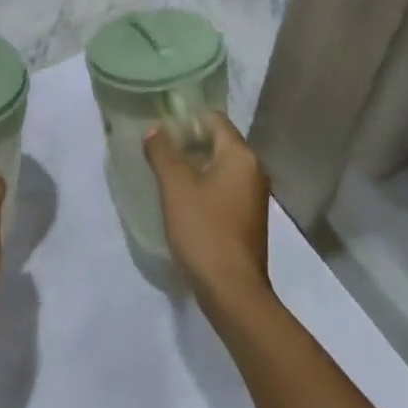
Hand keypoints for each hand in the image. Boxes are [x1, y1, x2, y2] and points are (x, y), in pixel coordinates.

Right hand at [145, 112, 270, 309]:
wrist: (232, 291)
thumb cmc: (204, 230)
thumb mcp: (175, 186)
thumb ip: (162, 152)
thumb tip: (155, 130)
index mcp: (241, 156)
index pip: (213, 118)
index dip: (186, 116)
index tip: (159, 121)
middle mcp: (253, 170)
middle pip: (217, 140)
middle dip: (186, 140)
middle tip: (155, 145)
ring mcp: (252, 196)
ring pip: (219, 165)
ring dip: (192, 163)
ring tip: (162, 168)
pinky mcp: (247, 217)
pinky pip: (222, 187)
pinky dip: (202, 184)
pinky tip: (179, 195)